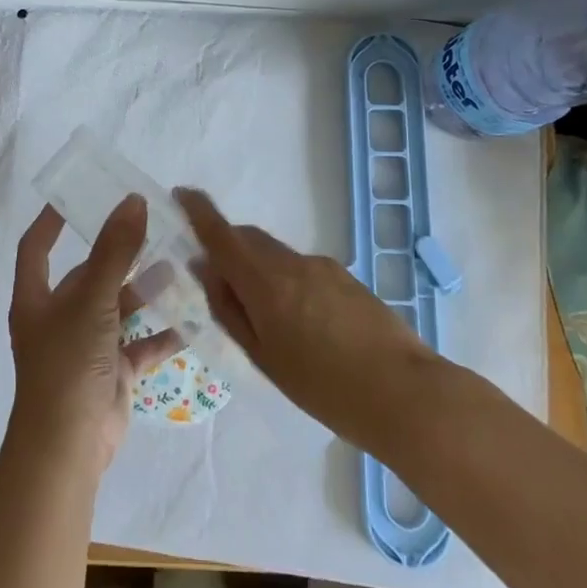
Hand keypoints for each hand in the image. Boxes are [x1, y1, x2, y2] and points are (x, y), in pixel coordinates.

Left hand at [8, 195, 181, 474]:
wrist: (68, 449)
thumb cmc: (68, 364)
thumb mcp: (92, 300)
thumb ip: (115, 251)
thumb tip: (133, 201)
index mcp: (38, 298)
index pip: (37, 247)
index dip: (51, 221)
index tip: (75, 196)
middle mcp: (59, 318)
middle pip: (89, 275)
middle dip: (119, 255)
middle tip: (155, 228)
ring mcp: (86, 346)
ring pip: (119, 308)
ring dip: (146, 291)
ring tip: (180, 268)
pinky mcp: (111, 372)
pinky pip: (140, 345)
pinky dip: (162, 334)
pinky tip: (191, 320)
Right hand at [176, 187, 439, 452]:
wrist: (405, 394)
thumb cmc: (324, 388)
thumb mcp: (264, 357)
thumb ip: (230, 309)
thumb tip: (205, 269)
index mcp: (266, 282)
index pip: (222, 234)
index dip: (199, 211)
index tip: (181, 194)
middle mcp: (292, 262)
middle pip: (249, 239)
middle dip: (228, 246)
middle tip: (218, 281)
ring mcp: (323, 266)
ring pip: (276, 255)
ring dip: (258, 268)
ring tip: (265, 319)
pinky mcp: (346, 277)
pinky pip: (301, 268)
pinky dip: (286, 281)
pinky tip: (302, 324)